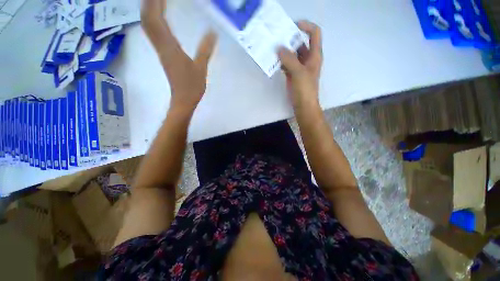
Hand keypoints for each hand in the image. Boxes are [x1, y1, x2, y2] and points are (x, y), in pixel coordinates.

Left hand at [141, 0, 217, 114]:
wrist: (183, 100)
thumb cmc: (192, 86)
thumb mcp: (201, 68)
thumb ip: (206, 49)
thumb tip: (213, 32)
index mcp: (169, 47)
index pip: (155, 19)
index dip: (154, 3)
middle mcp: (161, 46)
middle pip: (148, 19)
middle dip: (150, 3)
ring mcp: (161, 51)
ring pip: (149, 27)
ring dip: (150, 12)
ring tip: (158, 1)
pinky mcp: (164, 55)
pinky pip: (155, 34)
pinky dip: (155, 23)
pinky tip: (162, 19)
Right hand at [278, 21, 322, 110]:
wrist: (304, 107)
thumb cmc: (305, 90)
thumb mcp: (299, 73)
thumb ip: (289, 60)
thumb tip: (279, 48)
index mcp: (314, 55)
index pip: (314, 33)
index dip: (305, 26)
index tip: (291, 26)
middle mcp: (307, 59)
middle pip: (300, 43)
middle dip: (289, 39)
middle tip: (276, 38)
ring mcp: (299, 68)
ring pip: (292, 55)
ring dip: (283, 52)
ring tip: (272, 49)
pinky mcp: (293, 75)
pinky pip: (286, 65)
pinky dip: (281, 62)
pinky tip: (273, 62)